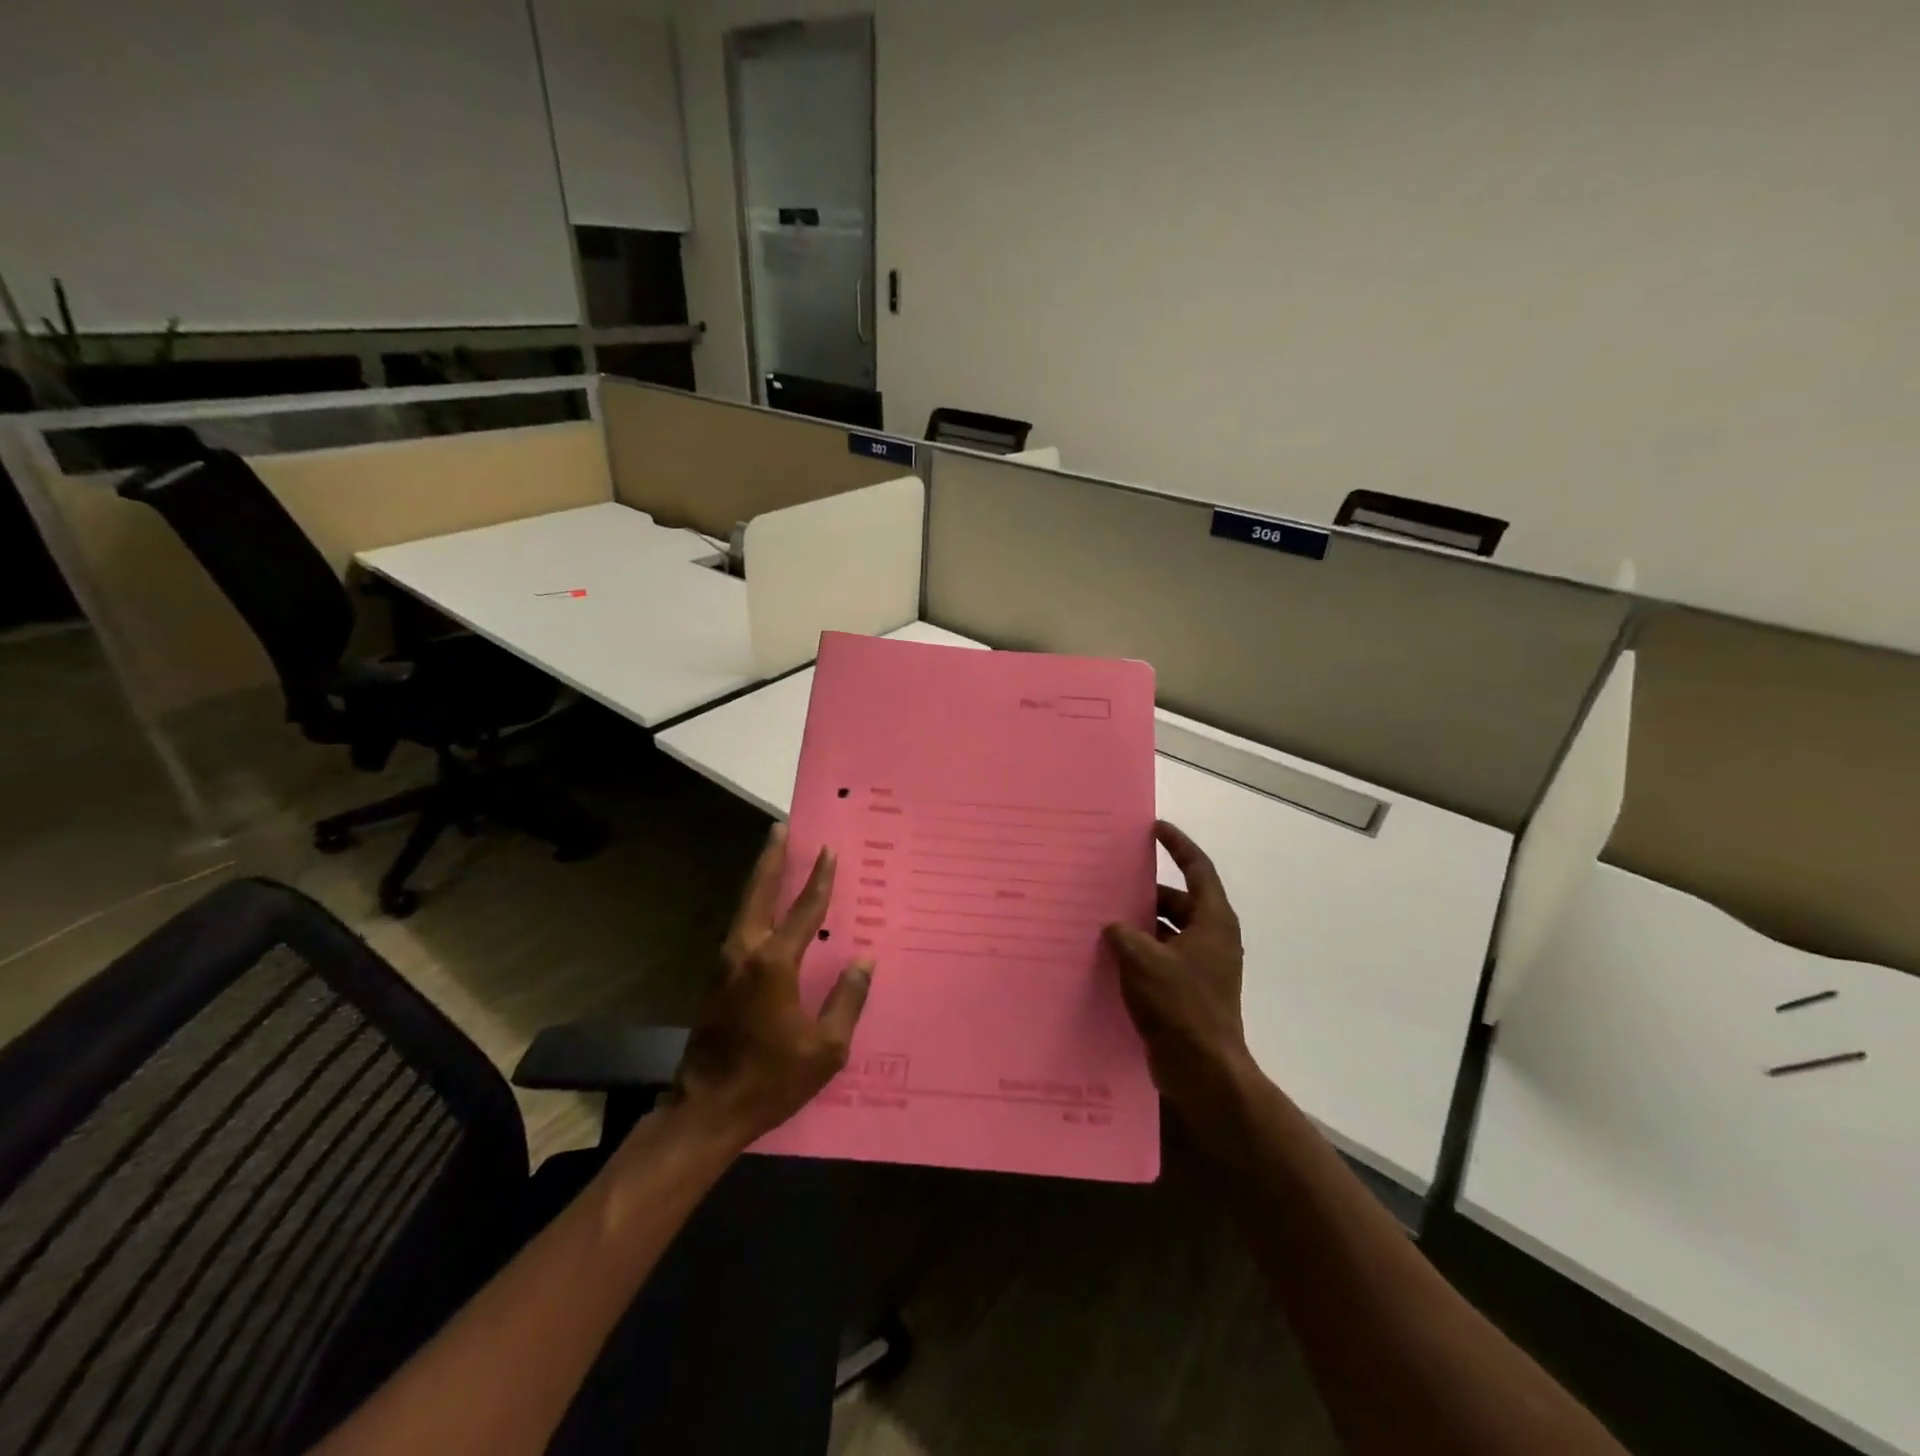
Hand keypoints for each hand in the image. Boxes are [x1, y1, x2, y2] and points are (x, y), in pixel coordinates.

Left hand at [668, 825, 873, 1149]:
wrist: (707, 1109)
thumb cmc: (772, 1079)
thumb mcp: (826, 1048)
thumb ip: (847, 999)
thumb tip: (864, 960)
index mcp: (774, 963)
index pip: (804, 910)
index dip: (820, 880)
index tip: (830, 850)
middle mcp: (745, 952)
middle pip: (759, 892)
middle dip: (772, 858)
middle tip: (781, 827)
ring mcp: (724, 965)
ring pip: (744, 908)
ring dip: (760, 879)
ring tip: (774, 856)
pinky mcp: (716, 979)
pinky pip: (740, 928)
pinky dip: (754, 906)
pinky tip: (764, 909)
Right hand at [1104, 821, 1252, 1125]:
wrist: (1204, 1072)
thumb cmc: (1181, 1006)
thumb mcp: (1144, 960)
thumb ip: (1123, 934)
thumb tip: (1113, 927)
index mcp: (1212, 921)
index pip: (1197, 869)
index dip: (1177, 845)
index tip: (1154, 828)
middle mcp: (1211, 938)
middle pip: (1177, 900)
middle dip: (1145, 890)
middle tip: (1111, 879)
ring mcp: (1200, 967)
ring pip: (1165, 931)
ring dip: (1138, 924)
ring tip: (1100, 916)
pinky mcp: (1186, 991)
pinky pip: (1159, 958)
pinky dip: (1138, 952)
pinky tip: (1106, 955)